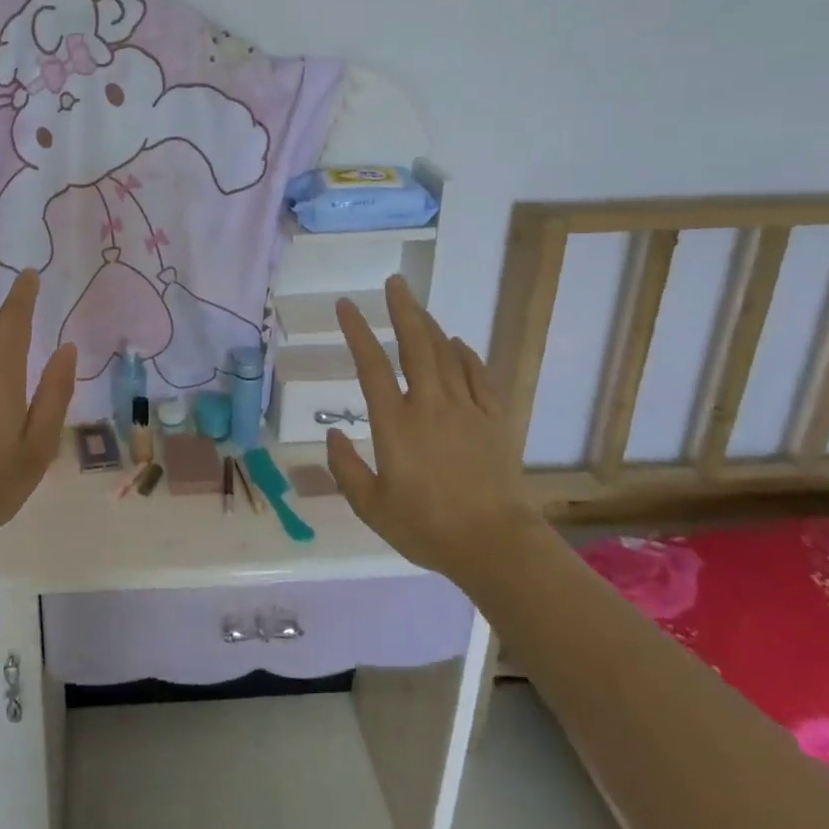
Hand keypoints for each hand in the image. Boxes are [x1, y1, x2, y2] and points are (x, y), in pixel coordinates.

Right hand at [325, 275, 537, 575]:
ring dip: (431, 326)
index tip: (347, 305)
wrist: (496, 546)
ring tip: (417, 307)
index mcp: (395, 423)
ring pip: (447, 355)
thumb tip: (331, 434)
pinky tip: (459, 345)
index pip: (371, 365)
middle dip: (403, 310)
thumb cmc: (427, 528)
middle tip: (395, 283)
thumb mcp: (371, 507)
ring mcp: (466, 410)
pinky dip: (468, 356)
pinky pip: (480, 378)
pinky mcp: (494, 422)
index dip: (357, 331)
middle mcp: (430, 405)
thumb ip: (345, 468)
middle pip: (415, 345)